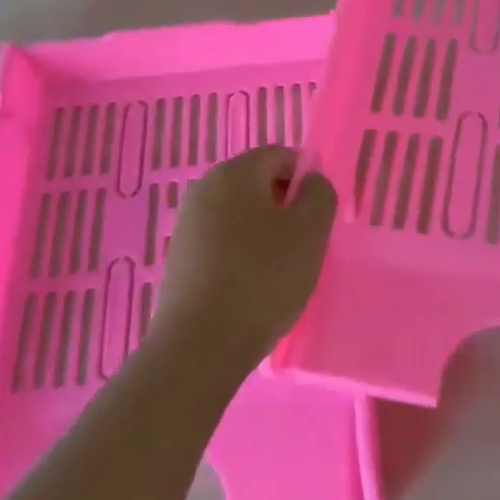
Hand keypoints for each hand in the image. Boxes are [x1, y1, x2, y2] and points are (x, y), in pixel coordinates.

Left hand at [154, 146, 338, 370]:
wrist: (200, 344)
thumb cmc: (263, 277)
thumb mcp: (310, 231)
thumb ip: (319, 194)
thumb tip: (310, 182)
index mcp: (234, 172)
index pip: (281, 156)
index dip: (307, 180)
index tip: (318, 218)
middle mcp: (204, 188)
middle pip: (258, 184)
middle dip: (286, 209)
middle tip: (305, 246)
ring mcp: (187, 224)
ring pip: (241, 216)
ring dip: (265, 235)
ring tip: (281, 273)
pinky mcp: (180, 258)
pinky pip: (223, 243)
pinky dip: (243, 256)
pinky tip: (253, 288)